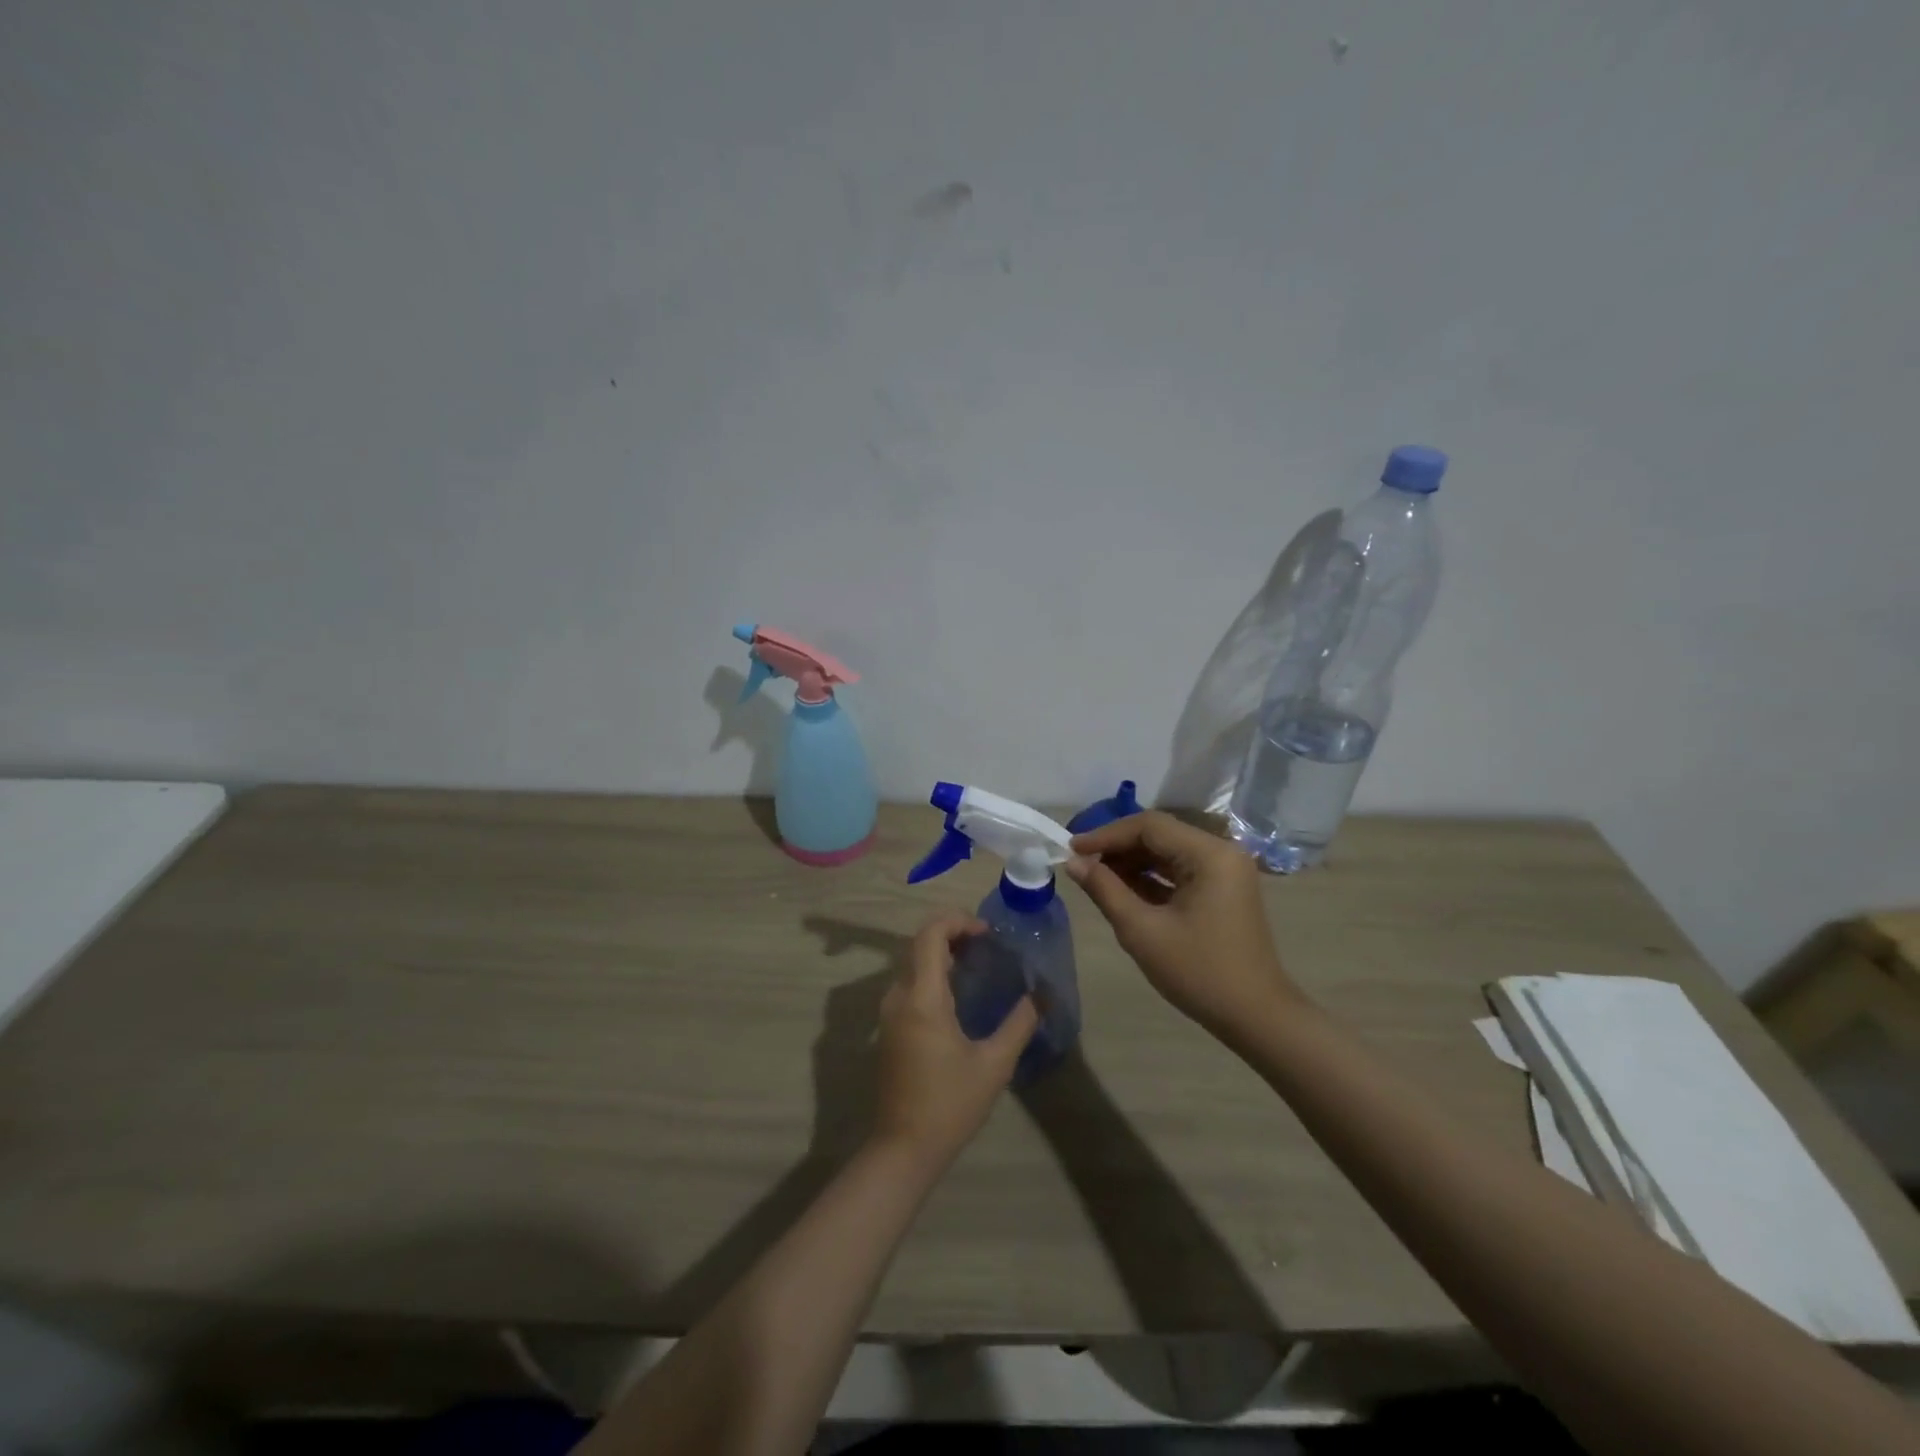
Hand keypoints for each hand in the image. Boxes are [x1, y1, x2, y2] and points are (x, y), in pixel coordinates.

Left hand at [871, 911, 1038, 1170]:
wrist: (903, 1148)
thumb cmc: (950, 1104)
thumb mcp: (994, 1064)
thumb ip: (1019, 1024)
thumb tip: (1041, 995)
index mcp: (922, 998)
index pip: (930, 934)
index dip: (957, 921)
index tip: (986, 932)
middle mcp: (899, 996)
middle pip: (919, 944)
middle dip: (952, 933)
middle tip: (987, 943)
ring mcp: (889, 1012)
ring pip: (913, 963)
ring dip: (942, 952)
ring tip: (978, 963)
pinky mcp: (889, 1028)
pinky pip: (909, 983)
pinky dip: (932, 973)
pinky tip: (959, 993)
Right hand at [1066, 811, 1301, 1041]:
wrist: (1255, 1017)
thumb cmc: (1198, 972)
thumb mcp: (1142, 931)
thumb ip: (1105, 889)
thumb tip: (1073, 862)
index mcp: (1209, 854)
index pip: (1149, 826)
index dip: (1106, 835)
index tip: (1072, 850)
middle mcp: (1221, 852)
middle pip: (1159, 834)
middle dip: (1118, 847)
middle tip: (1080, 863)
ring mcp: (1225, 871)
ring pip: (1168, 851)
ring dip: (1132, 861)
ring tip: (1095, 877)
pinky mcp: (1222, 889)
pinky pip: (1180, 870)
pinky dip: (1150, 877)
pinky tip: (1122, 889)